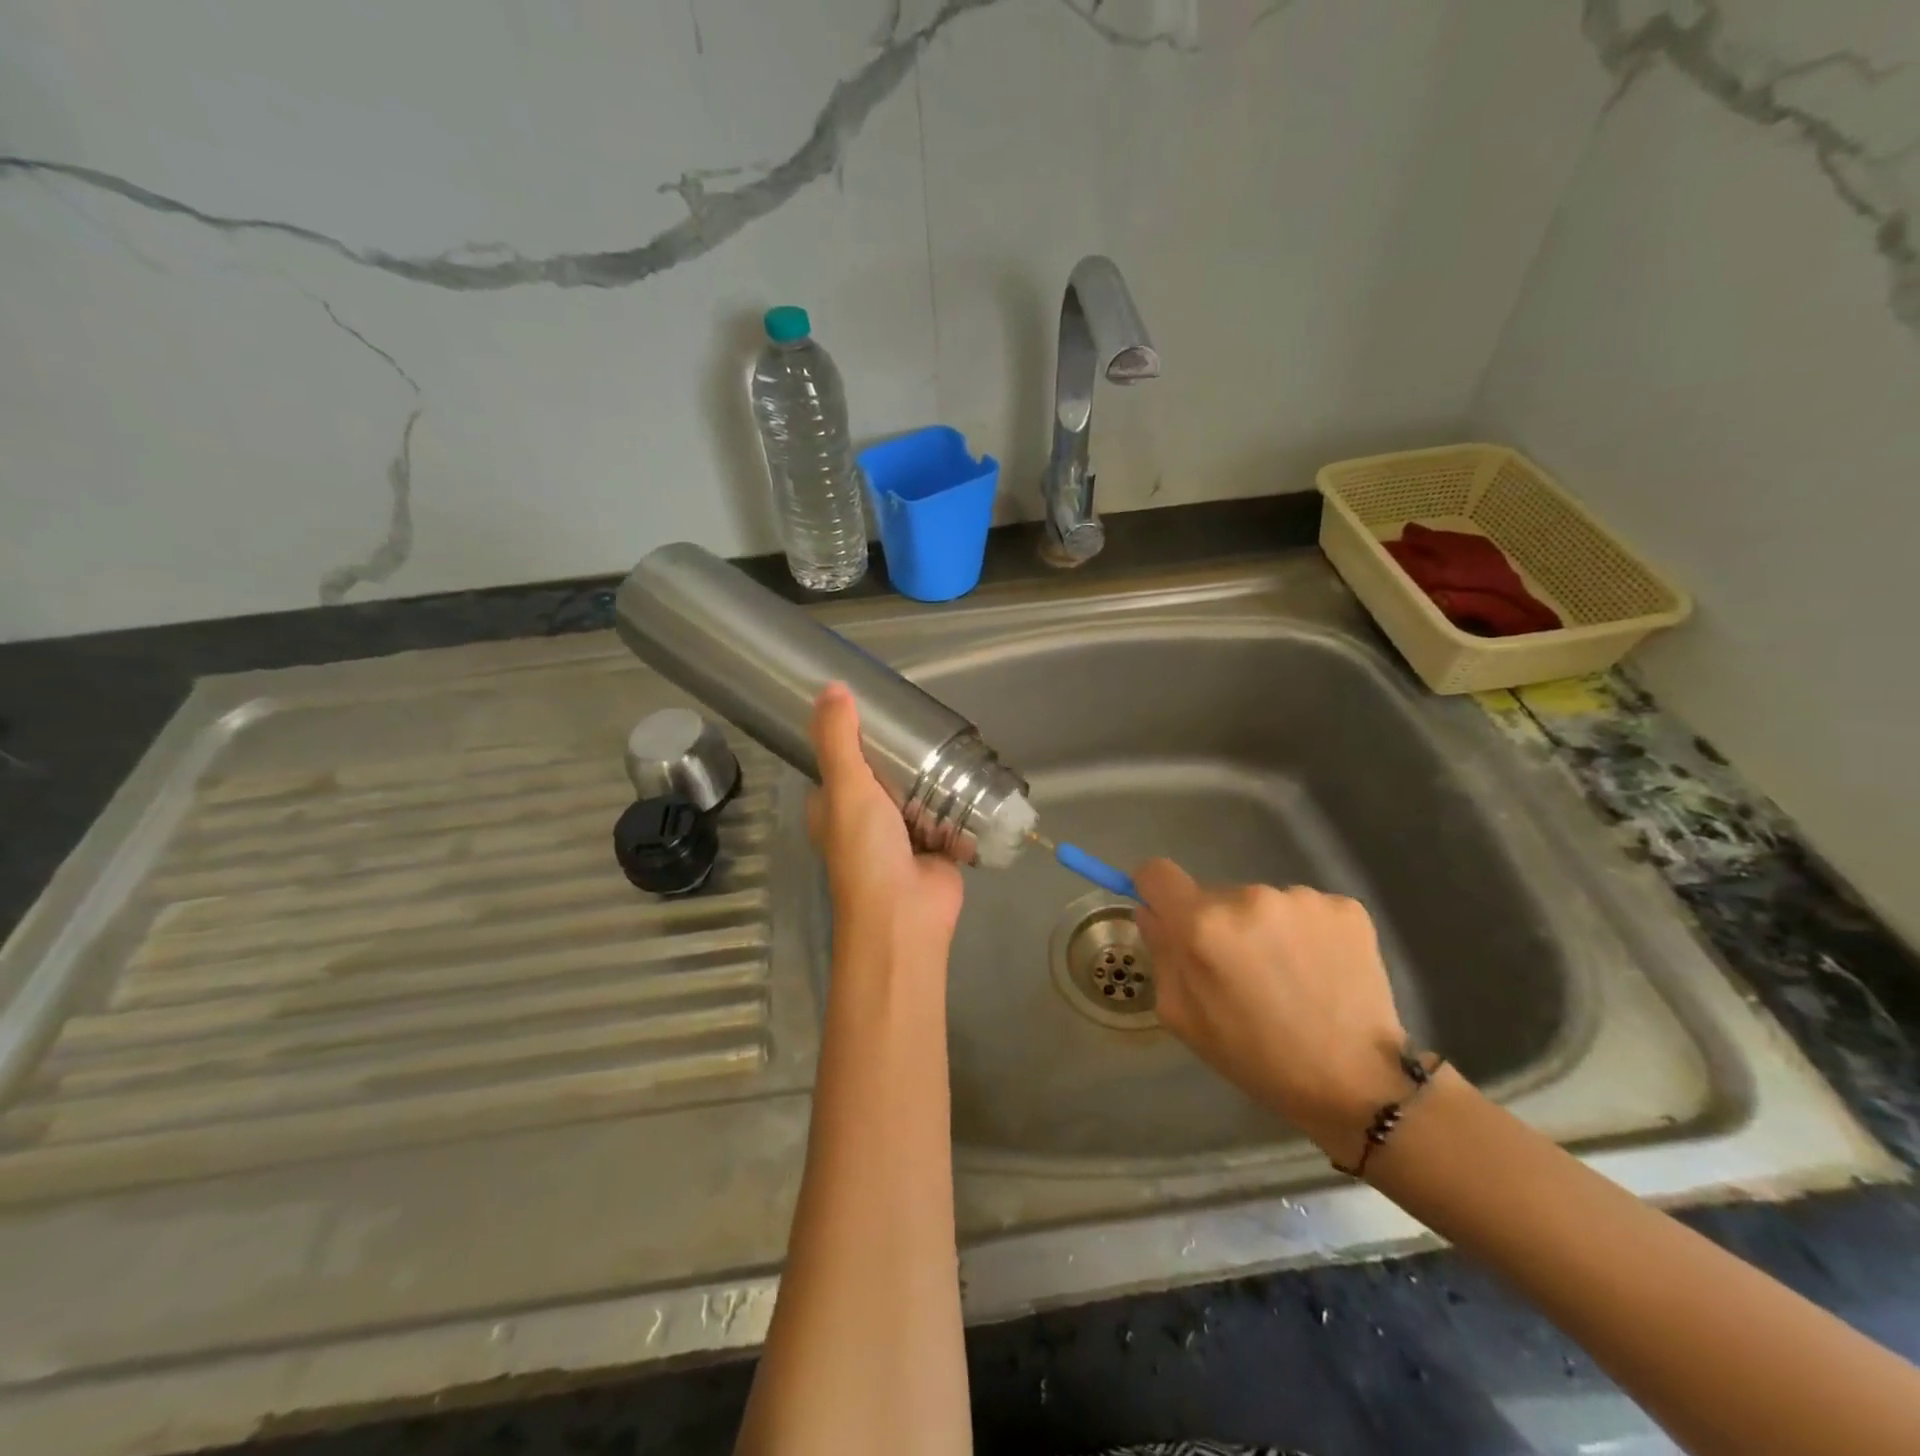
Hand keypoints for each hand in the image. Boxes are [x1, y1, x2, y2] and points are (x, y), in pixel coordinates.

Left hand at [807, 683, 963, 954]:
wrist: (906, 914)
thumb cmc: (866, 851)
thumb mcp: (846, 788)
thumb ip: (839, 740)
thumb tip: (831, 686)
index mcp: (834, 807)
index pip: (838, 762)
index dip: (850, 735)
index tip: (872, 706)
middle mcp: (865, 818)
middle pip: (882, 774)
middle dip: (900, 752)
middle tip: (922, 717)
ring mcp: (903, 832)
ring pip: (917, 791)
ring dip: (931, 772)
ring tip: (950, 735)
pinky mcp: (937, 843)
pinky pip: (947, 810)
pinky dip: (958, 796)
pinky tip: (973, 768)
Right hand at [1133, 859, 1408, 1158]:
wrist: (1357, 1083)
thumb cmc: (1256, 1058)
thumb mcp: (1184, 1017)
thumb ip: (1161, 955)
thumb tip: (1152, 912)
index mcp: (1202, 925)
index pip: (1157, 873)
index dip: (1156, 892)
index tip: (1168, 916)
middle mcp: (1249, 897)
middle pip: (1214, 895)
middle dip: (1220, 925)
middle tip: (1243, 973)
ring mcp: (1301, 898)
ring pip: (1262, 903)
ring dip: (1265, 929)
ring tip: (1289, 977)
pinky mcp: (1345, 907)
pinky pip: (1305, 909)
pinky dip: (1306, 933)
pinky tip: (1320, 971)